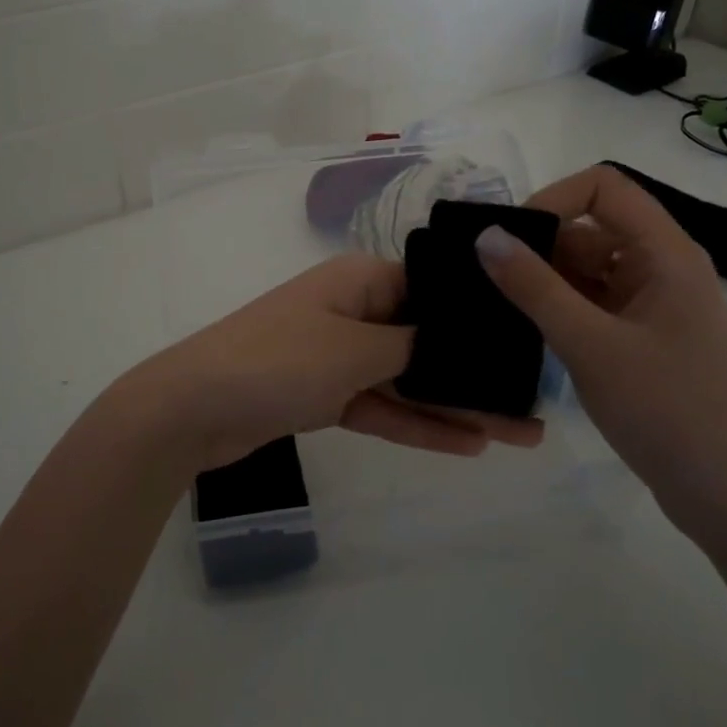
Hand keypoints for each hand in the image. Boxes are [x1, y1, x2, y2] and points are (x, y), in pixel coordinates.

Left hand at [117, 253, 542, 472]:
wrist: (192, 409)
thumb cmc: (278, 362)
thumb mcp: (355, 350)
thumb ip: (413, 347)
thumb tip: (456, 340)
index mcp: (360, 280)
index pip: (433, 290)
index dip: (479, 317)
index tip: (528, 344)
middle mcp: (352, 310)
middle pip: (425, 339)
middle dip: (475, 372)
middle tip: (533, 403)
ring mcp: (337, 354)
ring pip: (407, 378)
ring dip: (454, 405)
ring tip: (517, 433)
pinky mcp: (323, 394)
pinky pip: (380, 405)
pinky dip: (416, 424)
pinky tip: (467, 445)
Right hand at [473, 165, 726, 537]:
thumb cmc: (667, 410)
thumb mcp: (590, 345)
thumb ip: (534, 287)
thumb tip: (485, 236)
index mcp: (666, 253)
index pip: (605, 187)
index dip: (553, 198)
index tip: (511, 239)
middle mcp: (662, 268)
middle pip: (592, 228)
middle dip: (539, 245)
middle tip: (489, 278)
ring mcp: (653, 306)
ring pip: (588, 269)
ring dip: (545, 280)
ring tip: (498, 306)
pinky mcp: (642, 339)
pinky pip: (592, 304)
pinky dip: (559, 309)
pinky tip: (525, 330)